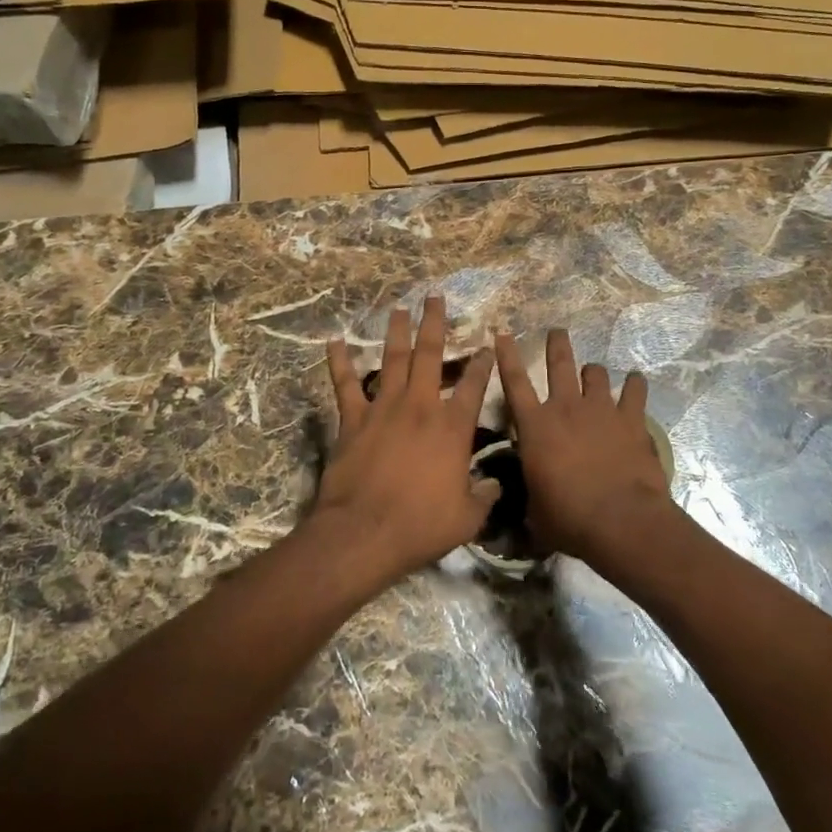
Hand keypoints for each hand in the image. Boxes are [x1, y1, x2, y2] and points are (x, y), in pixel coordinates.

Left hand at [314, 296, 493, 586]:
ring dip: (396, 332)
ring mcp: (383, 409)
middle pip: (429, 356)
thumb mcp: (467, 519)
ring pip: (392, 360)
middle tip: (435, 298)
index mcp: (452, 428)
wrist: (364, 532)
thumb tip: (497, 485)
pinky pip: (345, 384)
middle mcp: (420, 407)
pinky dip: (339, 362)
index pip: (473, 387)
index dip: (481, 364)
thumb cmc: (420, 526)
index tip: (486, 345)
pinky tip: (334, 341)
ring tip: (399, 309)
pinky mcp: (353, 419)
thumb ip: (484, 497)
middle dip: (434, 324)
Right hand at [496, 329, 674, 564]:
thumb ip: (529, 496)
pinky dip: (634, 385)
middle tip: (557, 332)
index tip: (503, 334)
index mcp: (535, 427)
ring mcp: (601, 409)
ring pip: (596, 373)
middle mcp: (566, 408)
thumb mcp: (535, 511)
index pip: (514, 382)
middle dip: (557, 344)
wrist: (620, 520)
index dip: (506, 356)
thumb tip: (525, 503)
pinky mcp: (632, 419)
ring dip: (593, 371)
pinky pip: (634, 391)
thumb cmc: (568, 518)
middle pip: (559, 364)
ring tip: (594, 373)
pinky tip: (635, 383)